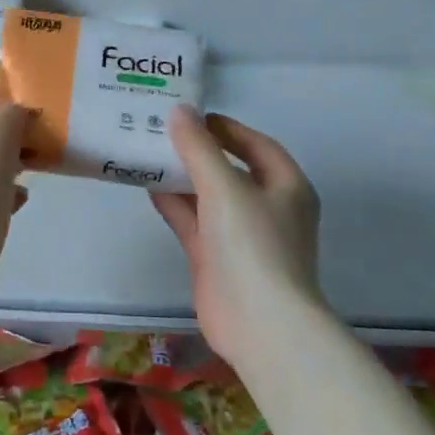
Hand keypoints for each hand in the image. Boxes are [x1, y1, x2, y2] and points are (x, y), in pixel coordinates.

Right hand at [151, 106, 323, 364]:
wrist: (259, 323)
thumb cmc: (253, 245)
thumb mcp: (224, 187)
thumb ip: (199, 147)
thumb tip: (180, 111)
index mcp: (286, 187)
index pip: (256, 145)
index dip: (226, 128)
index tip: (192, 116)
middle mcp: (267, 208)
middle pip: (230, 170)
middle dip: (198, 151)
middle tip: (161, 131)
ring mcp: (240, 236)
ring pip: (208, 196)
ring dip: (181, 177)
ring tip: (147, 153)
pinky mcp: (216, 259)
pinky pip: (193, 222)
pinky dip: (174, 205)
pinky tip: (148, 188)